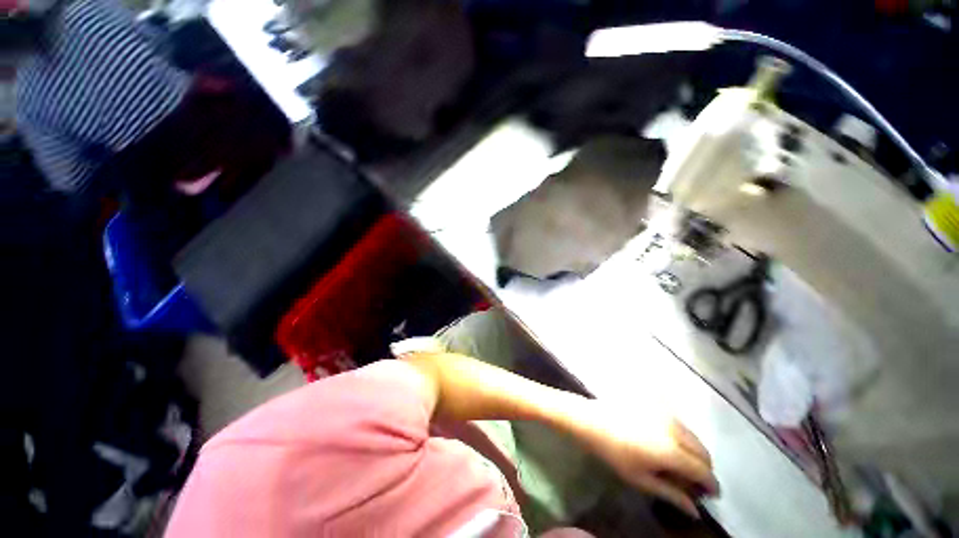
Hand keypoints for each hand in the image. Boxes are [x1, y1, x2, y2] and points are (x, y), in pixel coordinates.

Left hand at [576, 402, 719, 517]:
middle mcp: (674, 429)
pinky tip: (667, 443)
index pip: (704, 471)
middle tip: (693, 481)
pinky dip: (682, 436)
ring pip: (693, 435)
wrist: (592, 420)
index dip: (712, 485)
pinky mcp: (655, 403)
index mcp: (672, 450)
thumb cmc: (614, 453)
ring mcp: (665, 412)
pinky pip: (678, 422)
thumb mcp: (641, 480)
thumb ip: (672, 494)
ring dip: (693, 451)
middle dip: (704, 468)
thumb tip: (695, 511)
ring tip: (680, 462)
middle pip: (703, 451)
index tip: (711, 496)